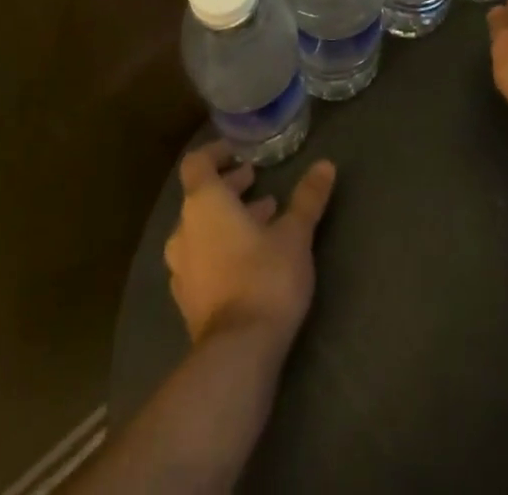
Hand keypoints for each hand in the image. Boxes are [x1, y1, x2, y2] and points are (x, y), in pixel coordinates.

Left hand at [163, 142, 336, 349]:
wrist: (237, 354)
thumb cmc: (265, 277)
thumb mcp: (295, 233)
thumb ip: (307, 198)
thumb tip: (326, 165)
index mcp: (205, 204)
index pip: (198, 163)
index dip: (217, 153)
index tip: (240, 153)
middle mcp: (184, 230)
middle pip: (201, 197)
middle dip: (230, 188)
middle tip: (258, 184)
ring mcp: (181, 269)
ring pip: (201, 230)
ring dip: (227, 220)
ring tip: (263, 220)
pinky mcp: (187, 300)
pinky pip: (201, 259)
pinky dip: (221, 248)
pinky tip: (250, 259)